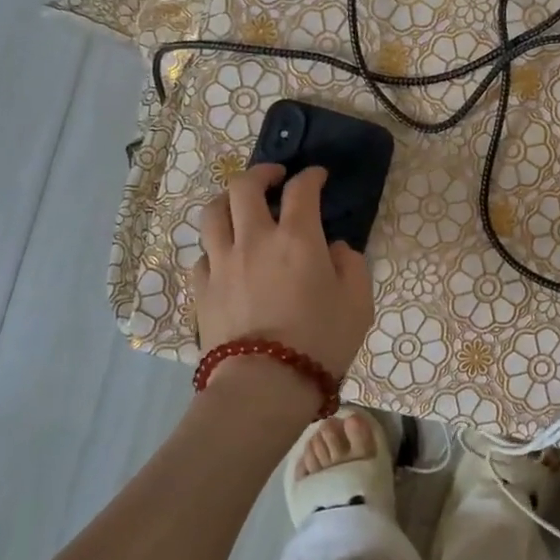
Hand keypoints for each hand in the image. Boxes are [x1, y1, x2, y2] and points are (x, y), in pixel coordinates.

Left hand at [190, 164, 373, 380]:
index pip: (301, 189)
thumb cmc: (320, 342)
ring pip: (212, 212)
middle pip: (244, 186)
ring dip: (228, 200)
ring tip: (240, 206)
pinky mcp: (202, 288)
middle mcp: (255, 239)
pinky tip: (227, 256)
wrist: (264, 385)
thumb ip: (351, 265)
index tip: (318, 177)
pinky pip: (203, 253)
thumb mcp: (358, 303)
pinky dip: (216, 246)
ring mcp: (222, 262)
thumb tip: (335, 248)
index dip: (311, 176)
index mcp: (297, 238)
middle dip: (261, 173)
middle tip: (274, 178)